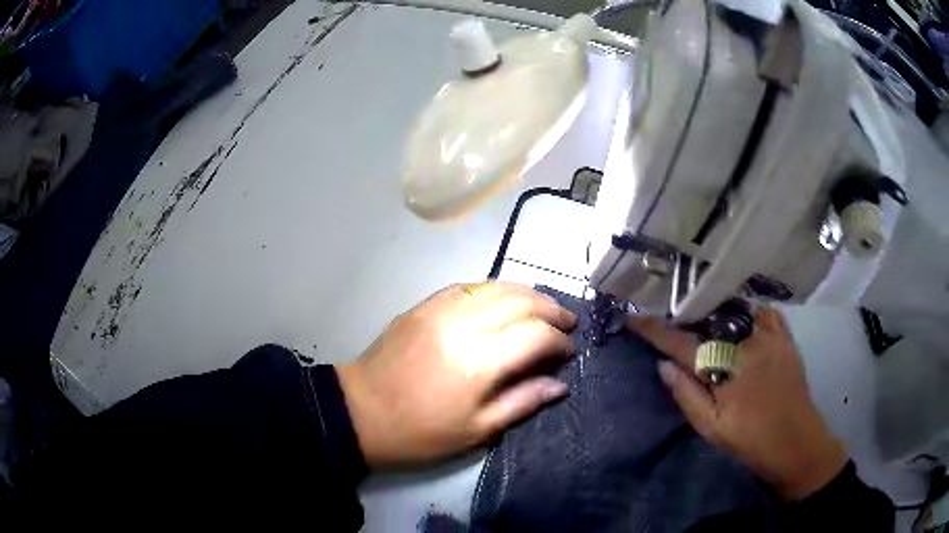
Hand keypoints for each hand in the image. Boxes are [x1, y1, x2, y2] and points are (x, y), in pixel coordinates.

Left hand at [337, 282, 576, 467]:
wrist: (360, 412)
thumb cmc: (420, 432)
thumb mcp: (477, 430)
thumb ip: (523, 402)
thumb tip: (560, 384)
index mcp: (479, 362)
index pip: (536, 335)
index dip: (560, 340)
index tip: (570, 351)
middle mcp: (463, 325)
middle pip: (521, 301)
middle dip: (552, 309)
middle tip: (567, 322)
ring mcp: (440, 309)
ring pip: (496, 286)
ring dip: (527, 294)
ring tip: (544, 307)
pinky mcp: (423, 305)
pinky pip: (468, 286)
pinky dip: (494, 289)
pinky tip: (504, 300)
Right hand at [630, 307, 847, 500]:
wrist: (795, 442)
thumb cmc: (750, 439)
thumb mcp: (711, 427)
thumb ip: (686, 394)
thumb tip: (662, 365)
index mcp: (723, 368)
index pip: (681, 343)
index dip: (655, 330)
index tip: (634, 317)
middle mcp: (745, 343)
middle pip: (709, 319)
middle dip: (688, 317)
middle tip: (677, 321)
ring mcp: (769, 336)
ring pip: (737, 310)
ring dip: (719, 312)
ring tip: (709, 320)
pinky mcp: (785, 338)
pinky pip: (765, 312)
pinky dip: (752, 312)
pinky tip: (745, 322)